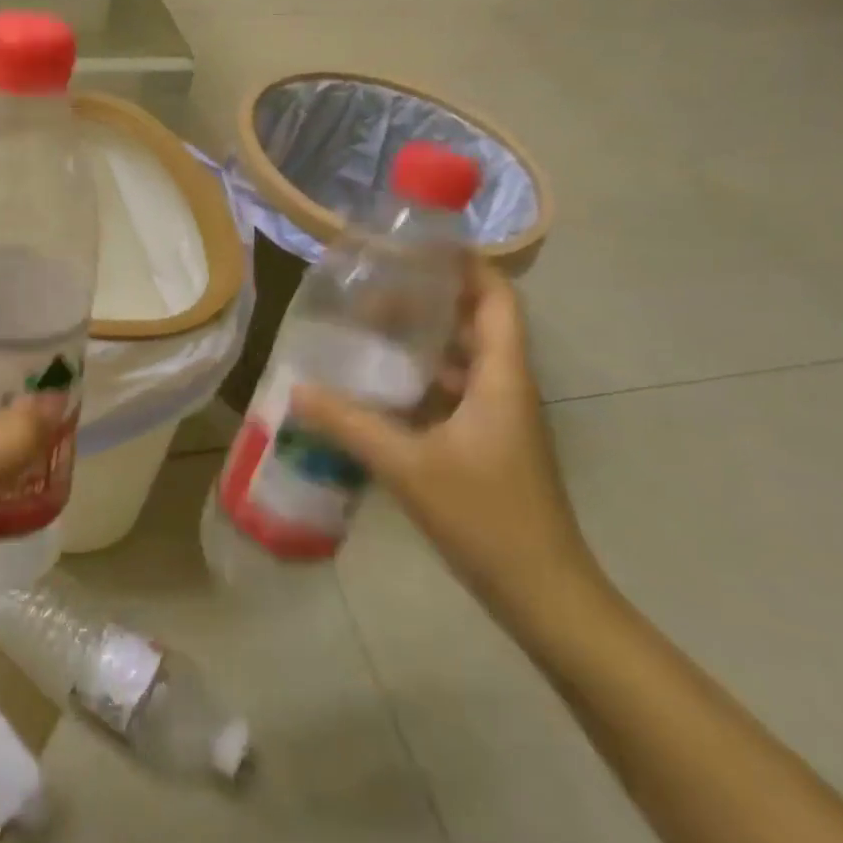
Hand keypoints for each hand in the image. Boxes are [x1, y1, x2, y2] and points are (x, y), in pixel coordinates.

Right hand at [293, 257, 598, 623]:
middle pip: (477, 323)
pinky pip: (455, 392)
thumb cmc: (486, 518)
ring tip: (371, 328)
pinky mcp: (489, 444)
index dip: (468, 265)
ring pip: (465, 359)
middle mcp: (506, 388)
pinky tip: (381, 387)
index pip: (497, 299)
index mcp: (502, 378)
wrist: (545, 596)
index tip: (421, 246)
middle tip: (376, 287)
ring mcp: (500, 419)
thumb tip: (298, 388)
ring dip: (424, 340)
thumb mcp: (408, 466)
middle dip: (431, 299)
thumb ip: (351, 424)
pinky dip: (422, 379)